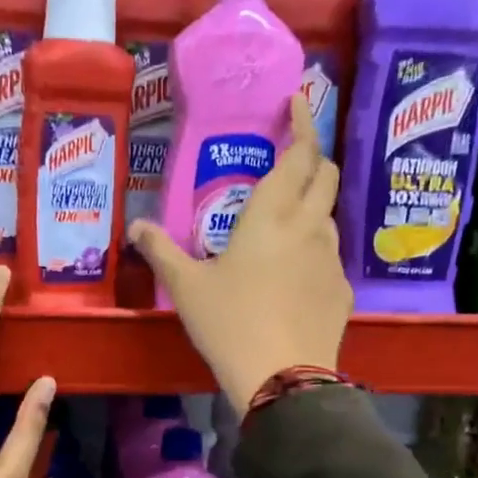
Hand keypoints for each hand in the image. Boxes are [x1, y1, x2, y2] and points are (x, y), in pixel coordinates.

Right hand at [129, 93, 349, 415]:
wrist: (282, 377)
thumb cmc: (230, 322)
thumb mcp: (187, 286)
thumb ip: (161, 251)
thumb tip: (135, 226)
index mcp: (271, 216)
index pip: (299, 155)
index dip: (304, 123)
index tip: (301, 100)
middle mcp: (308, 228)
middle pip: (326, 176)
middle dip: (314, 157)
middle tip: (292, 155)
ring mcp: (331, 260)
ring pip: (328, 217)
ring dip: (313, 206)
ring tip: (285, 221)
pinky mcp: (342, 291)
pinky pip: (329, 257)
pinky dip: (313, 250)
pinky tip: (293, 275)